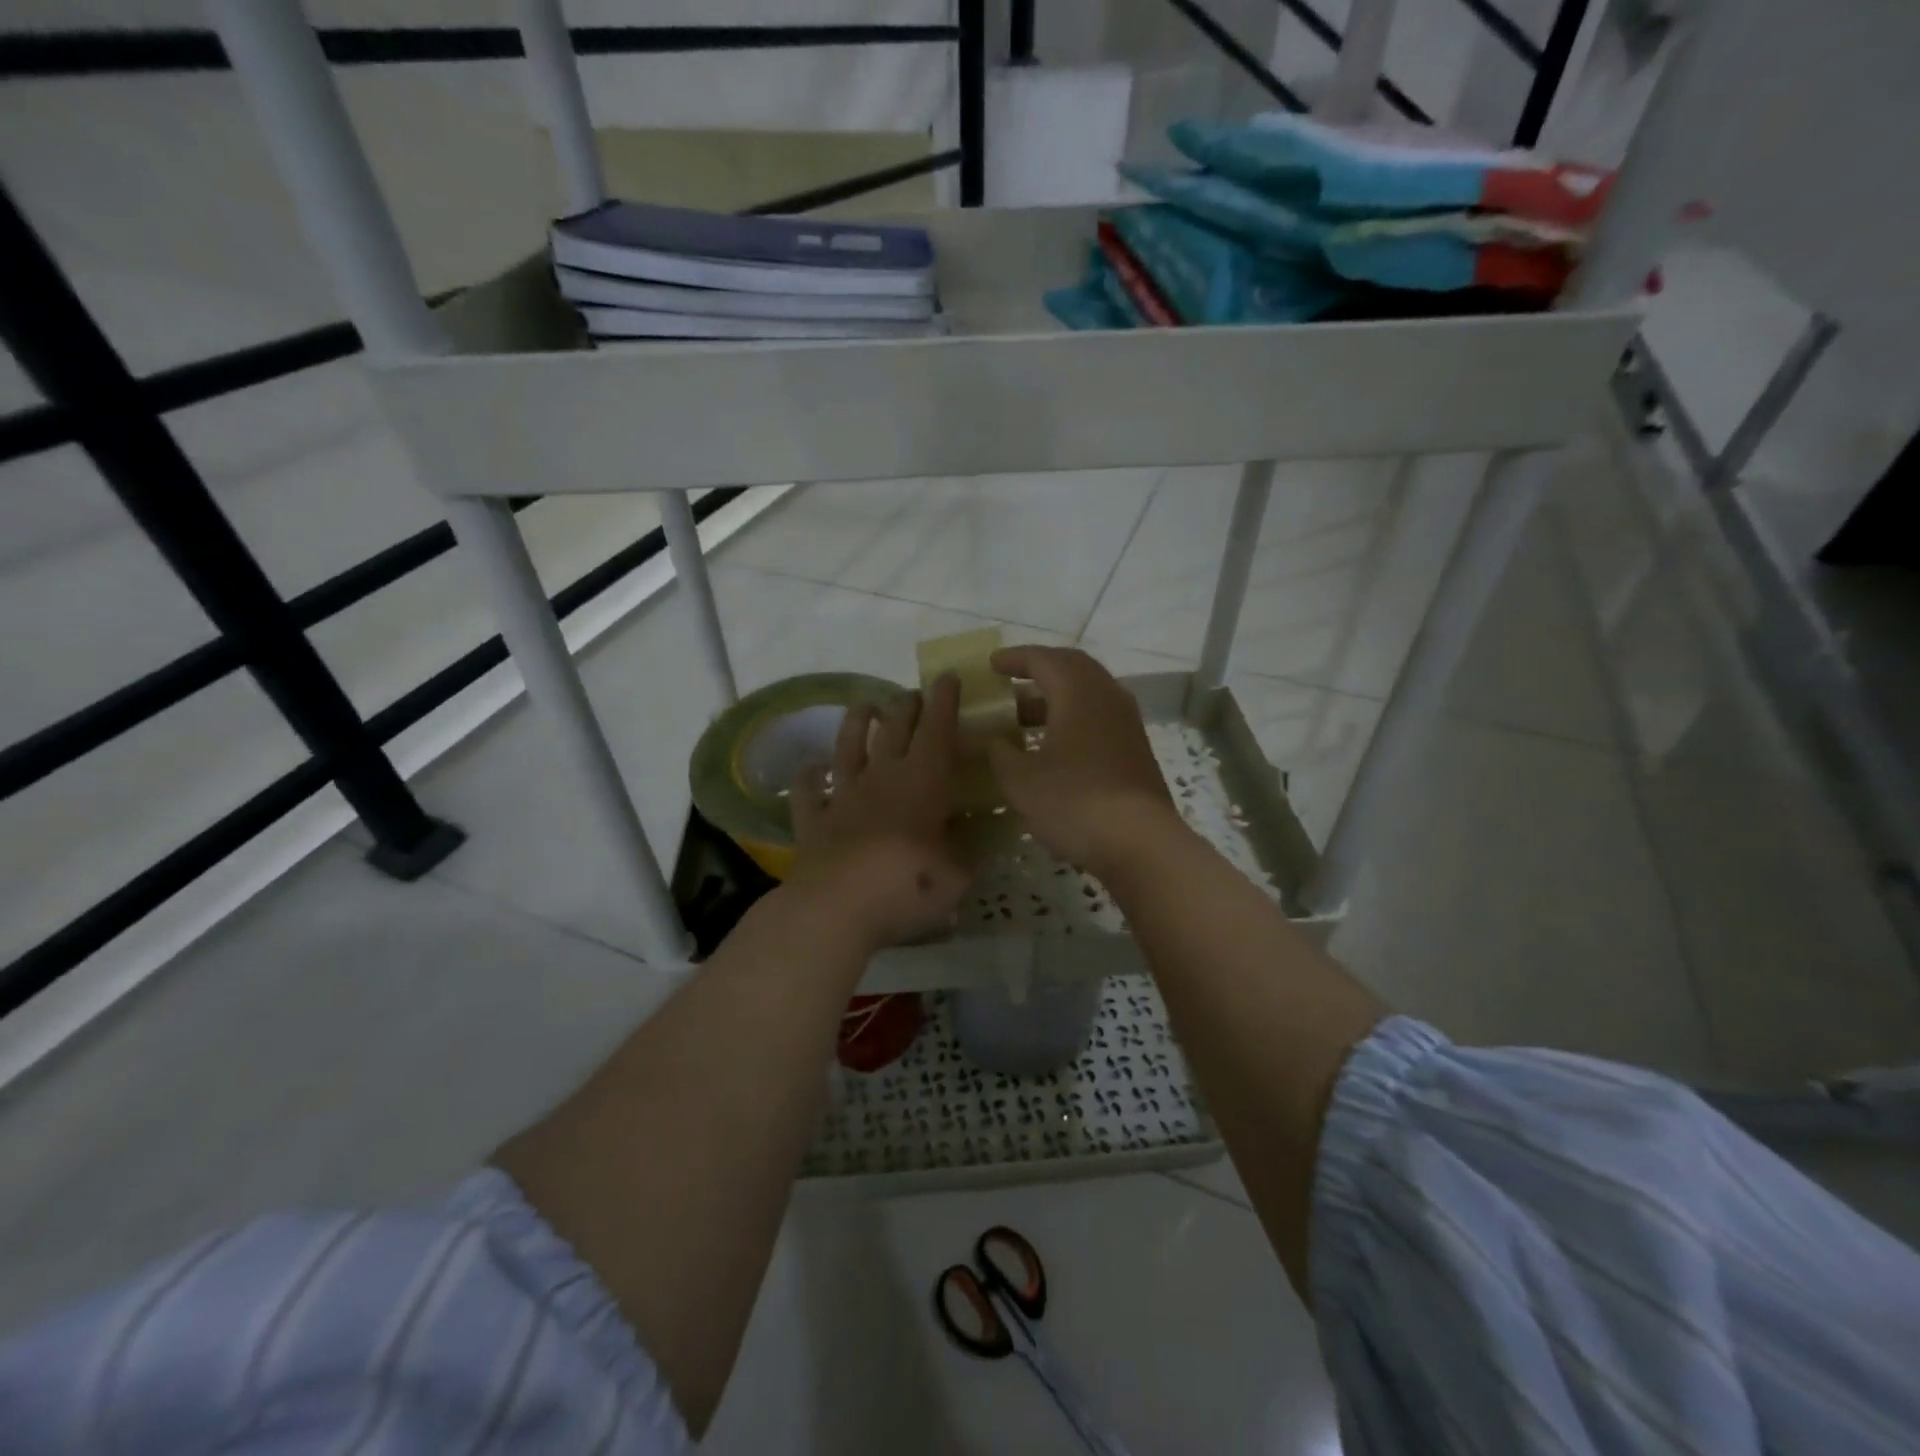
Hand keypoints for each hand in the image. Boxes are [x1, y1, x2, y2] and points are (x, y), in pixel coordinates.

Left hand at [786, 674, 970, 952]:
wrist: (837, 908)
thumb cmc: (908, 886)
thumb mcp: (957, 875)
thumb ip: (967, 851)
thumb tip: (974, 837)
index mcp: (923, 784)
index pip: (937, 731)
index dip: (944, 702)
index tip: (947, 677)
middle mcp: (882, 778)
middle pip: (894, 730)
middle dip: (905, 707)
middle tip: (912, 693)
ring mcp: (843, 796)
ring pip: (849, 747)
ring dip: (857, 723)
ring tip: (865, 706)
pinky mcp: (813, 820)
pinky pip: (807, 790)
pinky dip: (809, 776)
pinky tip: (811, 768)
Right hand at [985, 646, 1186, 876]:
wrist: (1140, 843)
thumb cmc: (1074, 802)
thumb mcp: (1021, 780)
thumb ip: (999, 753)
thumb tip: (989, 740)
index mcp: (1078, 693)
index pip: (1043, 660)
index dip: (1014, 659)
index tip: (992, 665)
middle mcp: (1107, 697)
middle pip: (1072, 668)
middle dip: (1040, 670)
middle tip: (1012, 680)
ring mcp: (1127, 723)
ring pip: (1089, 694)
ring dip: (1057, 697)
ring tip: (1026, 717)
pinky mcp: (1136, 749)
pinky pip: (1100, 717)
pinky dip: (1074, 718)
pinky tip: (1056, 745)